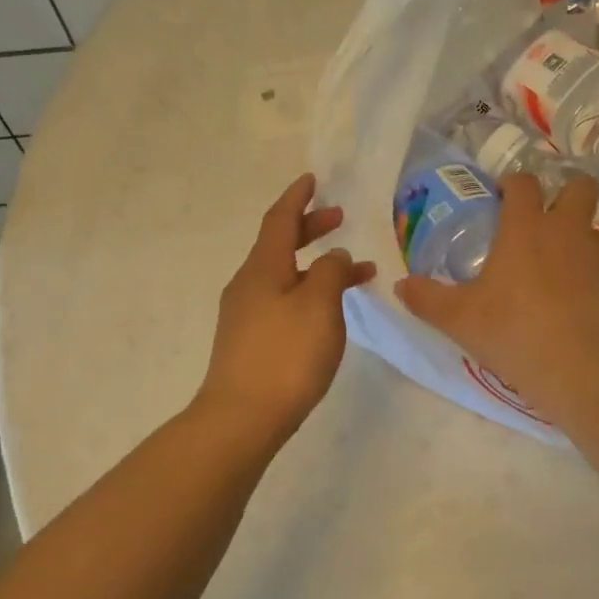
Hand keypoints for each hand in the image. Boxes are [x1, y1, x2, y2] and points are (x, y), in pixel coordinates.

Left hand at [197, 175, 375, 443]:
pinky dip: (309, 294)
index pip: (280, 220)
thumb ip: (331, 271)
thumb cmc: (286, 355)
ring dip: (317, 267)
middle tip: (340, 219)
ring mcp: (246, 315)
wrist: (243, 418)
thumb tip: (333, 256)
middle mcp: (248, 285)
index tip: (313, 180)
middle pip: (280, 246)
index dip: (297, 198)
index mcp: (262, 268)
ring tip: (355, 272)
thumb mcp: (319, 306)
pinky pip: (284, 302)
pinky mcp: (250, 342)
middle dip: (310, 229)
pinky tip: (329, 313)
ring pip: (285, 276)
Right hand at [395, 173, 598, 414]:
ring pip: (592, 231)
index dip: (513, 184)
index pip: (523, 184)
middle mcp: (567, 231)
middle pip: (579, 187)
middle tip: (546, 220)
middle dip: (566, 192)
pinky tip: (581, 305)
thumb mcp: (459, 320)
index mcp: (525, 229)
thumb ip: (427, 299)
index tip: (503, 197)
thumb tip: (401, 286)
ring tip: (560, 274)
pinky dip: (593, 277)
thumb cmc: (513, 333)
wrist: (581, 370)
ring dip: (577, 241)